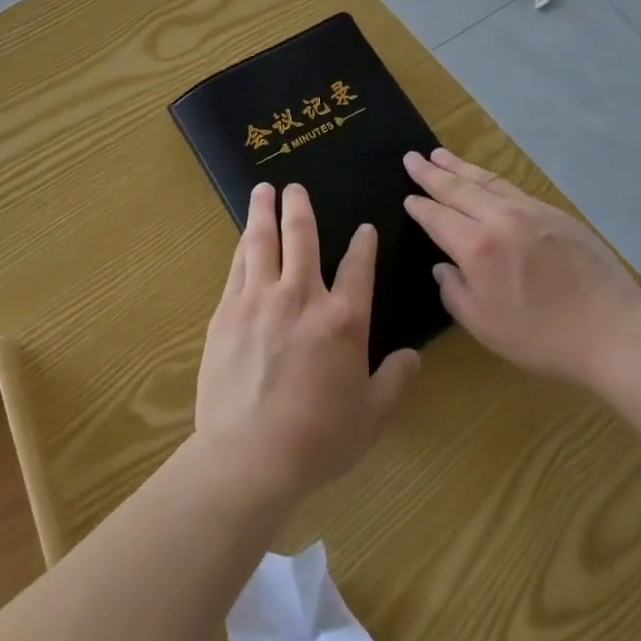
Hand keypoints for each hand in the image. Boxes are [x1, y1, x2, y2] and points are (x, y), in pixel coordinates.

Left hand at [196, 183, 420, 504]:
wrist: (250, 454)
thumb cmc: (318, 438)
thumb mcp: (372, 416)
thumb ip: (396, 381)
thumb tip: (412, 356)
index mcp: (343, 319)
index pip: (358, 267)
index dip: (364, 245)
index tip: (364, 228)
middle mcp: (302, 296)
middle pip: (302, 237)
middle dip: (300, 207)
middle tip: (295, 186)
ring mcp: (260, 299)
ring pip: (263, 241)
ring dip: (264, 211)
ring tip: (263, 189)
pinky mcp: (228, 311)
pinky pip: (237, 266)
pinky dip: (243, 245)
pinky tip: (243, 236)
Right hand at [403, 148, 640, 388]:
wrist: (614, 332)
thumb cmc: (543, 338)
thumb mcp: (485, 327)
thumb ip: (455, 293)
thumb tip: (443, 267)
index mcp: (478, 247)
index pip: (438, 218)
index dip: (420, 207)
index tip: (407, 197)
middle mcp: (500, 219)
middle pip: (459, 189)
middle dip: (432, 173)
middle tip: (411, 157)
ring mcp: (531, 211)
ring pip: (487, 181)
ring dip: (460, 167)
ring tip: (440, 154)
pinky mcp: (556, 214)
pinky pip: (512, 188)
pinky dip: (490, 179)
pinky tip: (485, 179)